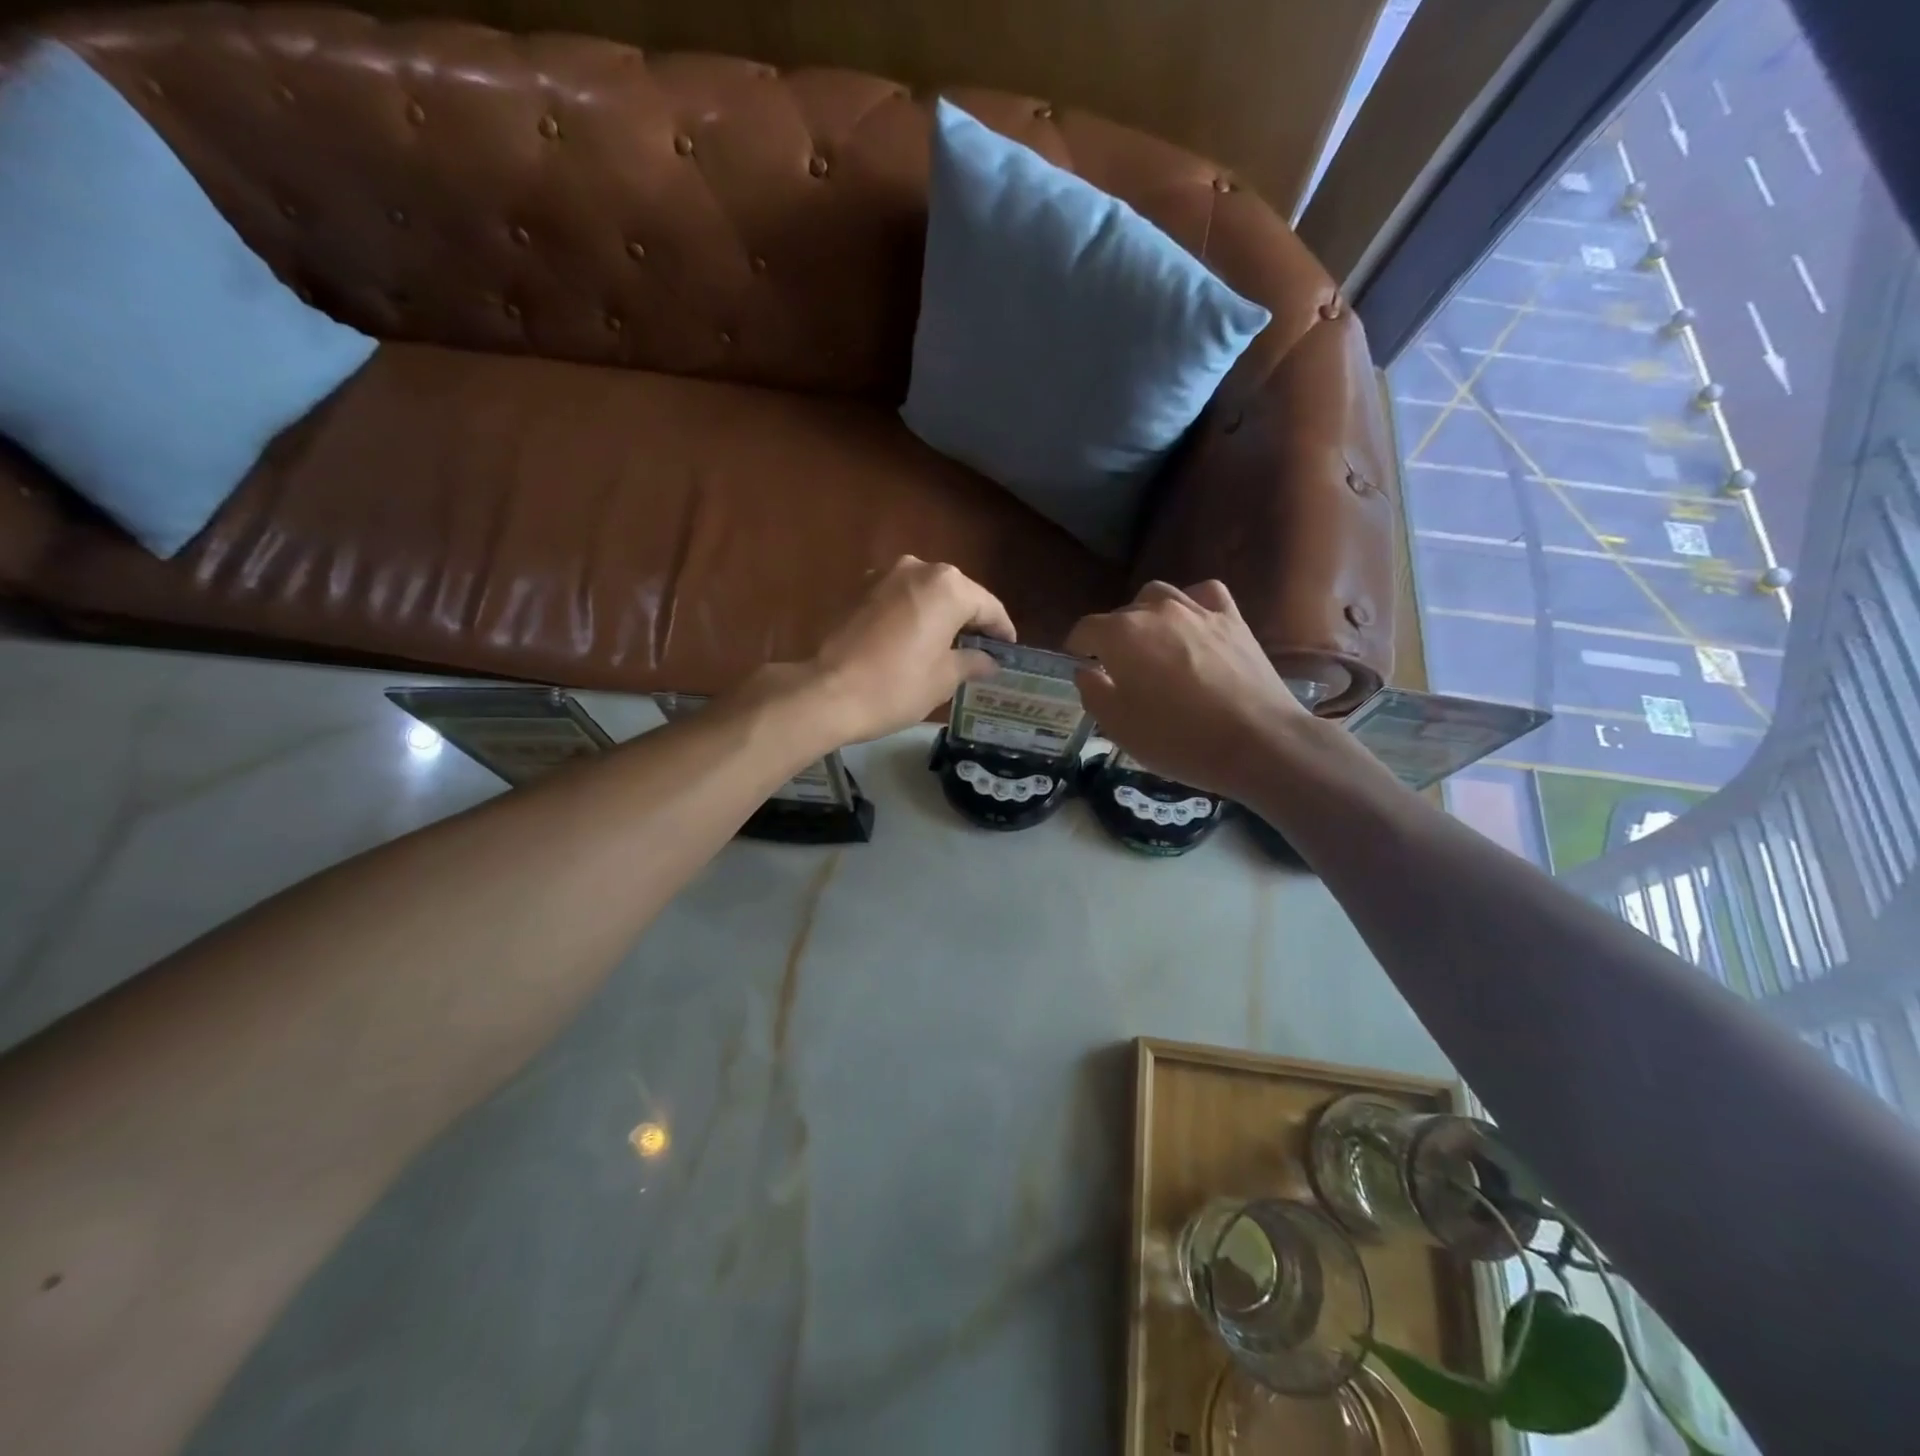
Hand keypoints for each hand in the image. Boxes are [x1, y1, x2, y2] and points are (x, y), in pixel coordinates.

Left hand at [779, 556, 1014, 746]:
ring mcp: (883, 574)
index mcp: (948, 586)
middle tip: (980, 650)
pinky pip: (898, 598)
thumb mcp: (944, 678)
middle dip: (970, 620)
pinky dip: (911, 614)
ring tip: (947, 645)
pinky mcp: (858, 589)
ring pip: (925, 592)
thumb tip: (989, 661)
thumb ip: (972, 662)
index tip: (1008, 651)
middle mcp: (918, 568)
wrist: (827, 692)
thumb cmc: (896, 685)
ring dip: (939, 615)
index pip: (988, 606)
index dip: (1002, 631)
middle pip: (957, 593)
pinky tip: (912, 639)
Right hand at [1066, 580, 1313, 800]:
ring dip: (1147, 617)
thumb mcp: (1118, 727)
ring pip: (1159, 597)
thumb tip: (1086, 670)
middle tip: (1120, 672)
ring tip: (1152, 645)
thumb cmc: (1177, 739)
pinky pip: (1203, 595)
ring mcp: (1197, 610)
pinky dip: (1190, 604)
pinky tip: (1191, 625)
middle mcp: (1156, 611)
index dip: (1077, 649)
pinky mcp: (1232, 618)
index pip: (1085, 629)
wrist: (1257, 742)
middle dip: (1113, 638)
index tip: (1080, 666)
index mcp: (1120, 634)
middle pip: (1122, 614)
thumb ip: (1093, 692)